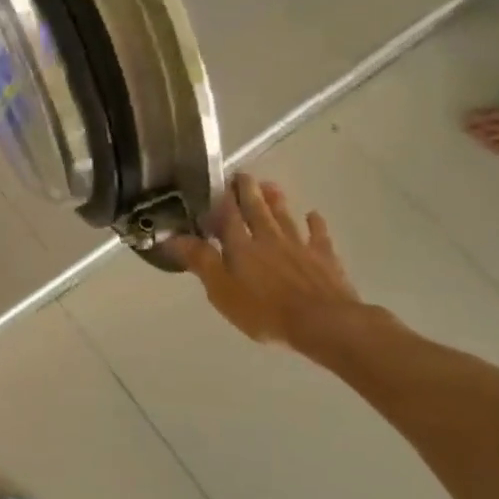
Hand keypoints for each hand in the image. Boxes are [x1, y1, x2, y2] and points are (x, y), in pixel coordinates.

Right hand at [169, 174, 368, 349]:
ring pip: (285, 217)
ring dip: (277, 201)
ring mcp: (299, 247)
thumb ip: (200, 261)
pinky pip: (318, 236)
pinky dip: (315, 224)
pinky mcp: (324, 259)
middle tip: (244, 175)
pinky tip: (313, 215)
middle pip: (257, 211)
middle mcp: (269, 239)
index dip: (224, 199)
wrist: (323, 323)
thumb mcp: (221, 290)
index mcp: (241, 247)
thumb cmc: (264, 311)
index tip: (220, 182)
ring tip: (271, 185)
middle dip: (249, 192)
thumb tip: (173, 237)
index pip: (230, 216)